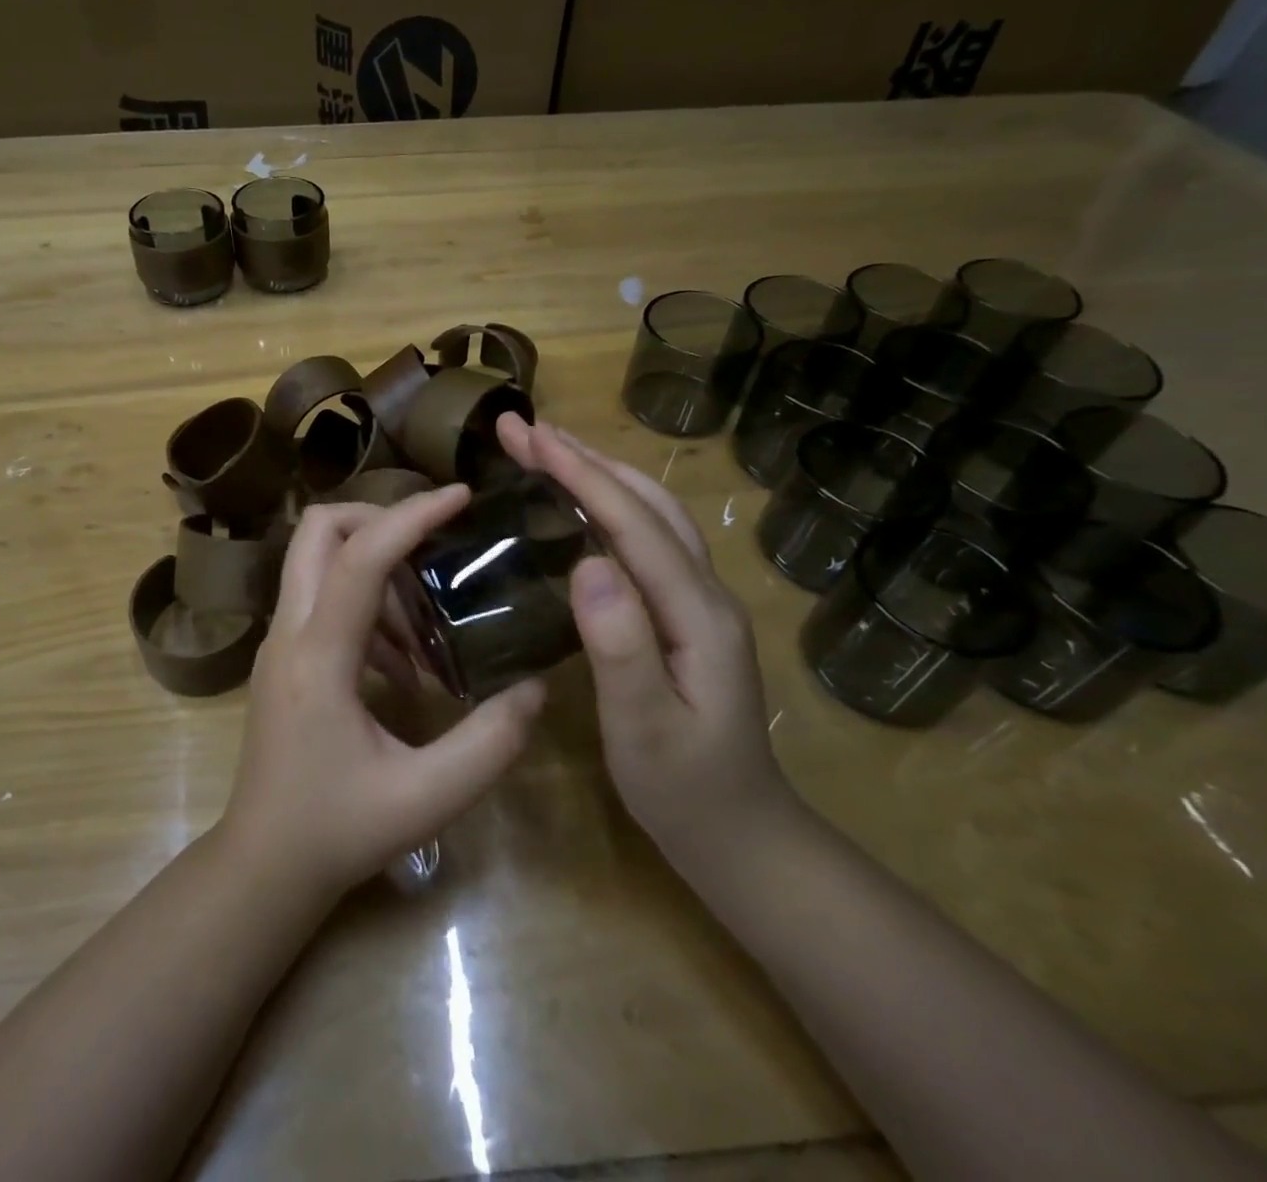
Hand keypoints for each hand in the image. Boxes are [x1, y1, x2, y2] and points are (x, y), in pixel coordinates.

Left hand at [219, 487, 546, 897]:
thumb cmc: (338, 832)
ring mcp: (280, 643)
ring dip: (379, 572)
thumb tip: (535, 687)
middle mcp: (289, 634)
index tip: (460, 497)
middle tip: (436, 544)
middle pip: (318, 532)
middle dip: (379, 519)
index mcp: (317, 657)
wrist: (263, 864)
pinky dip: (369, 607)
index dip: (411, 517)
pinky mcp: (285, 657)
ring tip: (430, 629)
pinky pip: (325, 600)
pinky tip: (406, 666)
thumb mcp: (427, 798)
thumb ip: (488, 743)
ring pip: (320, 561)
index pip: (359, 558)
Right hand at [496, 415, 791, 867]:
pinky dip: (608, 505)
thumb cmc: (686, 791)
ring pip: (650, 515)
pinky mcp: (684, 614)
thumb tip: (586, 564)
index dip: (581, 475)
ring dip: (599, 473)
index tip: (530, 437)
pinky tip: (578, 507)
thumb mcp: (645, 729)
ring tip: (546, 449)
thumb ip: (620, 646)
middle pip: (646, 504)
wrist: (743, 837)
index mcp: (697, 613)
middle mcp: (704, 592)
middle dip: (585, 458)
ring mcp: (698, 602)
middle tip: (523, 429)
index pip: (634, 524)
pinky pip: (645, 540)